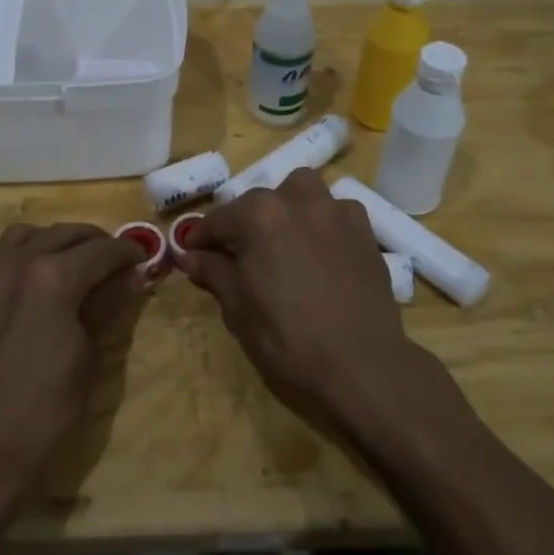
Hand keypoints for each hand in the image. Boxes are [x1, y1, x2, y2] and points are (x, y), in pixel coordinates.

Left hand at [0, 223, 147, 491]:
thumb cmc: (44, 409)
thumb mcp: (88, 357)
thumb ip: (105, 307)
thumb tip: (129, 277)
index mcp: (54, 277)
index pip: (101, 251)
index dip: (126, 252)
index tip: (141, 257)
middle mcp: (16, 263)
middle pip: (63, 234)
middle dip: (93, 241)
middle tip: (112, 257)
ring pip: (20, 235)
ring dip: (48, 240)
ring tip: (65, 258)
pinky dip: (0, 254)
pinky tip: (12, 268)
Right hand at [177, 169, 416, 420]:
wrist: (361, 363)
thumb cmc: (288, 337)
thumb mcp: (239, 308)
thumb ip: (214, 272)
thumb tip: (189, 256)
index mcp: (258, 215)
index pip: (218, 219)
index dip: (200, 238)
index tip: (191, 253)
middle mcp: (296, 199)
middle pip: (259, 201)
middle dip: (243, 223)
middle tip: (238, 255)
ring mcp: (335, 211)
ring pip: (302, 191)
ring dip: (287, 206)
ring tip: (284, 238)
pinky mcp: (364, 229)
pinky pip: (336, 211)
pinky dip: (323, 221)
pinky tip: (322, 248)